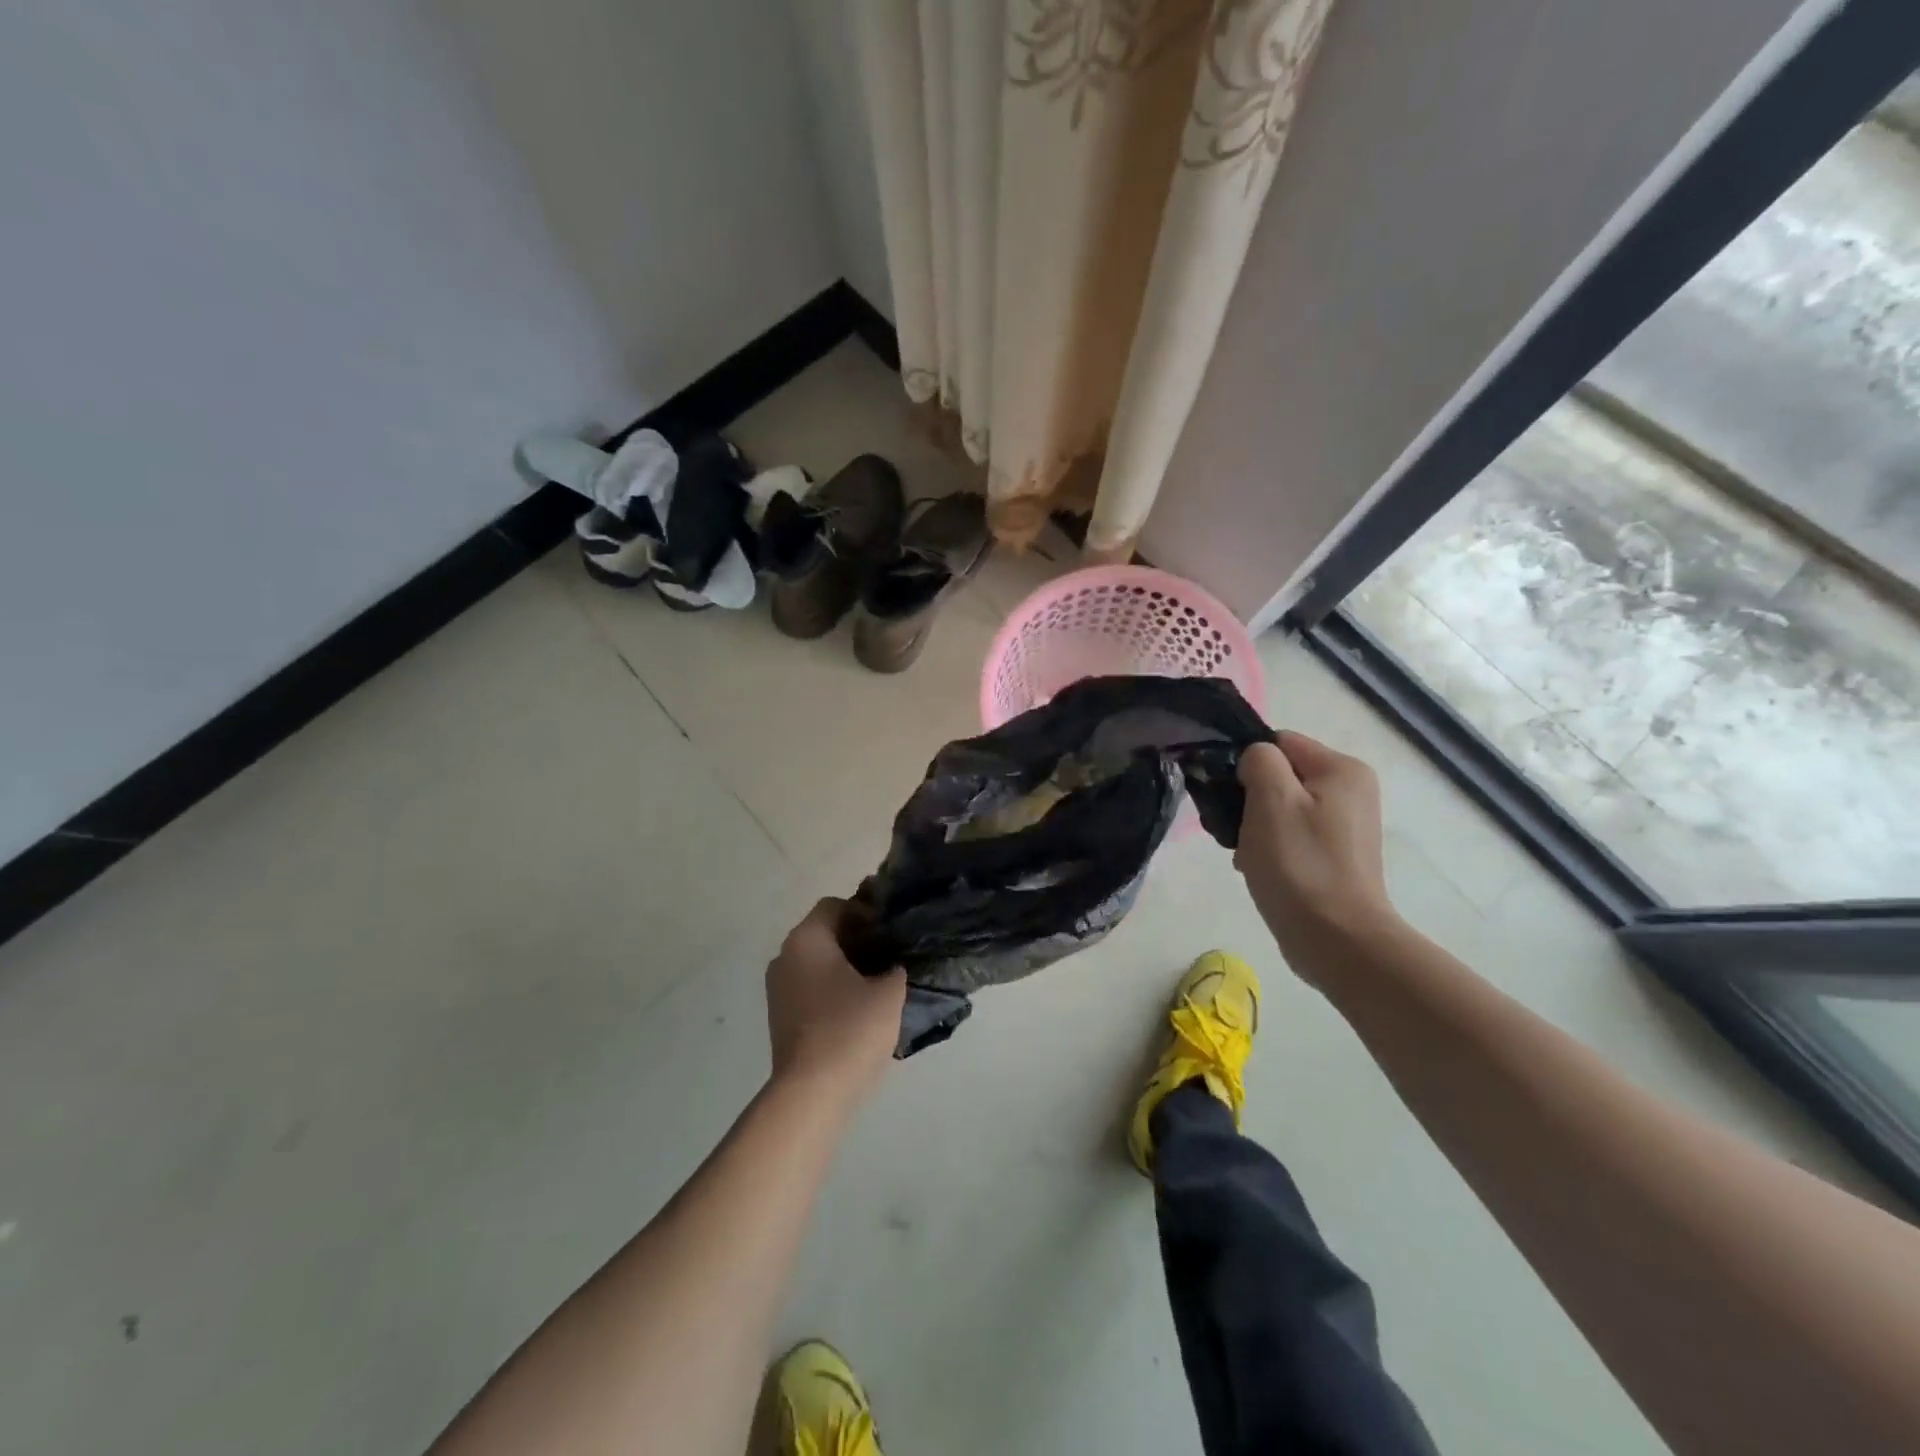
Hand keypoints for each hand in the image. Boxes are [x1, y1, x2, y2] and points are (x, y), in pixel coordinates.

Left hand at [765, 899, 906, 1104]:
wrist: (812, 1092)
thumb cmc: (850, 1029)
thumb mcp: (889, 991)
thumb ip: (895, 967)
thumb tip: (892, 965)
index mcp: (807, 939)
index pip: (835, 905)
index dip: (864, 912)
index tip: (889, 932)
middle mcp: (784, 956)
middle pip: (823, 933)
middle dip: (856, 940)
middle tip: (889, 956)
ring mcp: (777, 989)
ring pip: (815, 963)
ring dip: (844, 967)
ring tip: (877, 984)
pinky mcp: (779, 1017)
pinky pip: (809, 988)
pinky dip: (831, 990)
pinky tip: (858, 1009)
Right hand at [1235, 733, 1399, 981]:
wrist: (1336, 940)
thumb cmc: (1300, 864)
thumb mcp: (1271, 798)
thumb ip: (1258, 761)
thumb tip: (1253, 760)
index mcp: (1342, 769)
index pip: (1279, 742)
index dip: (1245, 763)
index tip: (1226, 794)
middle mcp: (1351, 791)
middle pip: (1280, 775)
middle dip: (1249, 798)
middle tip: (1233, 829)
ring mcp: (1346, 826)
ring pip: (1281, 807)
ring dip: (1256, 825)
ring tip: (1244, 853)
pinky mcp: (1336, 856)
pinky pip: (1292, 835)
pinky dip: (1270, 846)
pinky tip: (1258, 868)